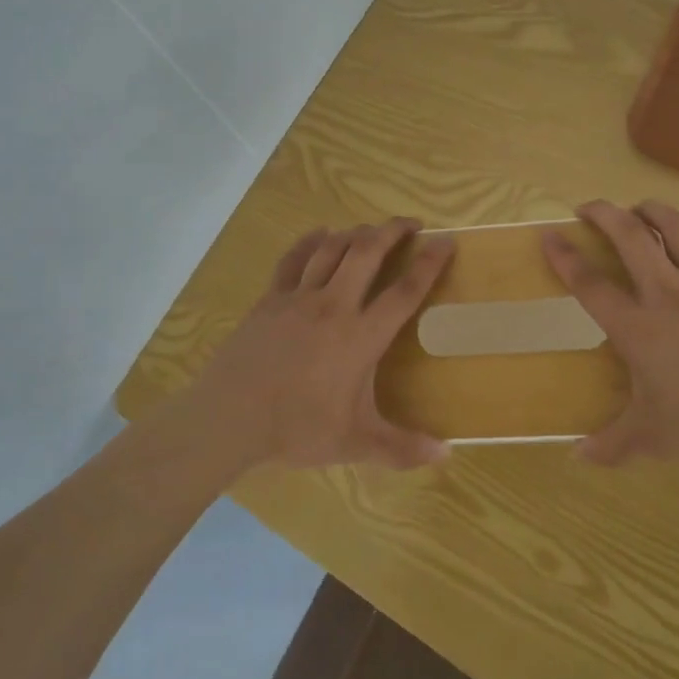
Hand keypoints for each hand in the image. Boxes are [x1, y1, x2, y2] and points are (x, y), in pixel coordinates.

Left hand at [184, 219, 454, 469]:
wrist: (231, 416)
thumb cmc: (297, 428)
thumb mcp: (354, 443)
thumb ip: (402, 448)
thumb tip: (446, 455)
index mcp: (361, 336)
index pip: (404, 291)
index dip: (429, 264)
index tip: (447, 241)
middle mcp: (334, 305)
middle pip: (368, 252)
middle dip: (392, 231)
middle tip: (411, 224)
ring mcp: (299, 297)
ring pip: (332, 248)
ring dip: (356, 233)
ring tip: (371, 230)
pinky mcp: (271, 298)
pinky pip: (294, 258)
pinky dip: (310, 240)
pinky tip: (320, 233)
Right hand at [543, 201, 678, 489]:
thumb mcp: (656, 441)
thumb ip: (612, 445)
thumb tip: (577, 456)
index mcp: (639, 327)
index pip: (589, 283)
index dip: (564, 256)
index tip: (547, 235)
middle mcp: (668, 292)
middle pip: (629, 234)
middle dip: (602, 212)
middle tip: (587, 209)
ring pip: (673, 226)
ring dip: (648, 210)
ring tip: (636, 210)